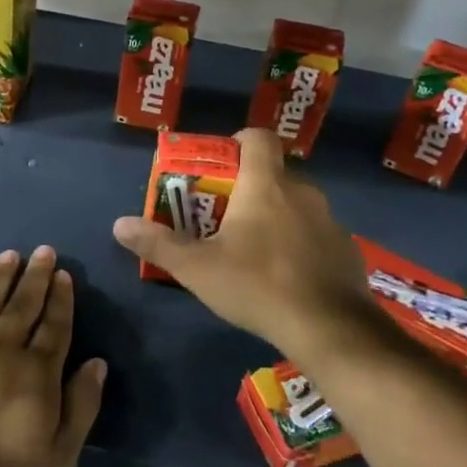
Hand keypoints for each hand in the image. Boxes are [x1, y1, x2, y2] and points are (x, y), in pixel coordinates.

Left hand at [0, 246, 105, 466]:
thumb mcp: (60, 453)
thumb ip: (82, 404)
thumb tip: (97, 362)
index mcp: (38, 371)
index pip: (54, 324)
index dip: (61, 298)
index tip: (63, 274)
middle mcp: (3, 347)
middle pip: (24, 304)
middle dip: (36, 276)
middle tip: (44, 250)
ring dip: (1, 276)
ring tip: (11, 255)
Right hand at [112, 128, 378, 364]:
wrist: (331, 329)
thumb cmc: (258, 285)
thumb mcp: (198, 268)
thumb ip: (159, 244)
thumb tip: (119, 224)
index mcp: (266, 184)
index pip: (257, 137)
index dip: (238, 141)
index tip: (219, 164)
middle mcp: (303, 192)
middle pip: (273, 173)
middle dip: (248, 188)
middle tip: (223, 216)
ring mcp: (330, 221)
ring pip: (296, 205)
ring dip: (275, 217)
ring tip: (252, 250)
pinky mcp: (346, 250)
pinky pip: (316, 234)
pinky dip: (299, 244)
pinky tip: (286, 276)